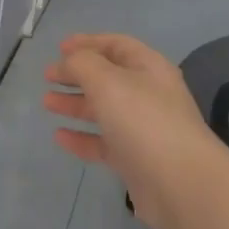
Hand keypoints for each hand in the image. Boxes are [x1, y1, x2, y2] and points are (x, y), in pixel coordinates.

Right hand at [43, 34, 228, 228]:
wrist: (181, 185)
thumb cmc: (144, 121)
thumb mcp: (107, 81)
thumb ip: (82, 64)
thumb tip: (70, 61)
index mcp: (149, 68)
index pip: (117, 45)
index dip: (88, 42)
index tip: (59, 48)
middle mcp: (148, 95)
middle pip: (108, 77)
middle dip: (77, 74)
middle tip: (48, 77)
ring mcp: (143, 129)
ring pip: (104, 110)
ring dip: (76, 104)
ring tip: (47, 103)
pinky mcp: (136, 160)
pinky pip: (104, 143)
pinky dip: (82, 137)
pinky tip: (59, 137)